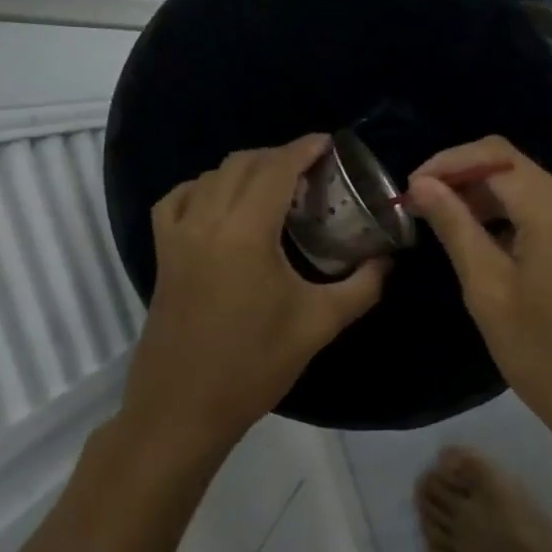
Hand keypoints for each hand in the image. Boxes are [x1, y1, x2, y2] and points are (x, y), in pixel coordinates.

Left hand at [119, 135, 387, 446]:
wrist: (183, 408)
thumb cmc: (254, 365)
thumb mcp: (319, 324)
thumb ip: (362, 286)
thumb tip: (388, 260)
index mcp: (245, 232)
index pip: (276, 169)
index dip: (303, 149)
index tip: (329, 143)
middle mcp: (206, 221)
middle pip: (242, 164)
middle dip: (279, 156)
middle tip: (312, 169)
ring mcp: (177, 237)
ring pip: (209, 176)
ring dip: (245, 169)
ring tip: (275, 185)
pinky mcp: (162, 255)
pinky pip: (178, 199)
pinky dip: (204, 187)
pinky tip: (221, 203)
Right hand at [406, 136, 551, 445]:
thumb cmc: (544, 355)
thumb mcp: (488, 290)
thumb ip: (456, 227)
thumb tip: (423, 184)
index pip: (495, 157)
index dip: (449, 163)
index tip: (413, 188)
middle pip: (517, 172)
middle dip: (468, 183)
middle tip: (424, 212)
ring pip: (535, 193)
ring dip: (492, 204)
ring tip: (450, 230)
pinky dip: (520, 222)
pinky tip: (492, 248)